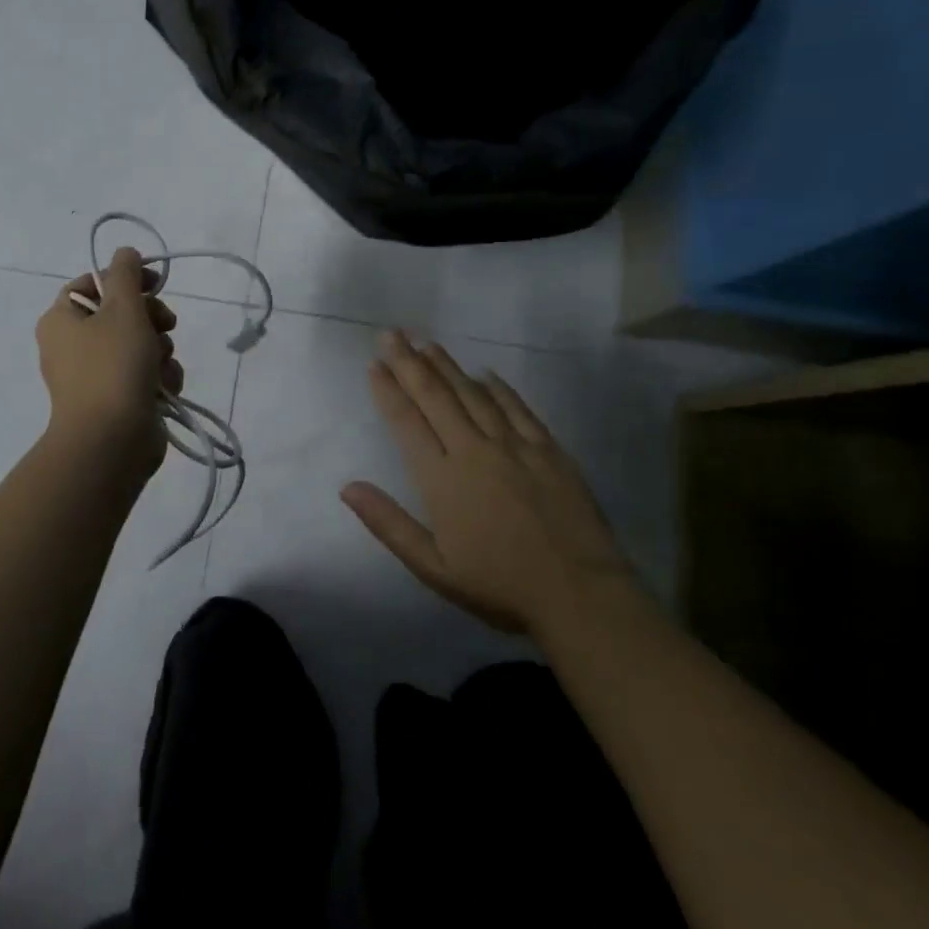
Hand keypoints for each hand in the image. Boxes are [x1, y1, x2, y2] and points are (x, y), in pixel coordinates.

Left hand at [37, 246, 183, 474]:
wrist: (111, 441)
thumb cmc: (113, 366)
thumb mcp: (123, 309)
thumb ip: (126, 274)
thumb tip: (125, 253)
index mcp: (61, 319)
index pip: (93, 283)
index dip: (126, 279)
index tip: (155, 283)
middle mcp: (72, 346)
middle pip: (120, 314)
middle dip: (150, 319)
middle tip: (166, 324)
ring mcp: (94, 377)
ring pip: (138, 346)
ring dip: (159, 350)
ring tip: (161, 366)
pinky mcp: (116, 401)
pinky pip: (142, 376)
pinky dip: (158, 378)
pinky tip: (165, 388)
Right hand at [340, 330, 634, 638]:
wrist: (580, 595)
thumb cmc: (499, 585)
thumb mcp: (433, 566)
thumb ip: (388, 523)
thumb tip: (347, 487)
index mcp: (442, 478)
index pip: (407, 422)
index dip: (388, 391)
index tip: (374, 365)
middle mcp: (473, 450)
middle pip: (435, 397)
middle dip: (410, 363)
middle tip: (392, 334)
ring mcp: (514, 446)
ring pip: (473, 394)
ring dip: (447, 366)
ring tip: (426, 342)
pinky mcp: (549, 450)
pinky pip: (518, 408)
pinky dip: (498, 388)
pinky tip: (485, 373)